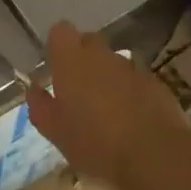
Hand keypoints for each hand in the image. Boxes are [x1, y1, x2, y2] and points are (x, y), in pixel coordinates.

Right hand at [26, 21, 190, 189]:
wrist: (156, 158)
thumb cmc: (96, 145)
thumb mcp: (57, 133)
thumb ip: (41, 107)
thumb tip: (34, 89)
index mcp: (72, 61)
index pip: (60, 31)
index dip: (58, 46)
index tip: (56, 69)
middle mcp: (101, 55)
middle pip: (88, 42)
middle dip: (82, 60)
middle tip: (78, 93)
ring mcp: (131, 67)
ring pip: (112, 62)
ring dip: (107, 78)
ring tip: (106, 111)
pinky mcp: (155, 82)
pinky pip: (135, 79)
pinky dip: (130, 92)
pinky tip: (131, 120)